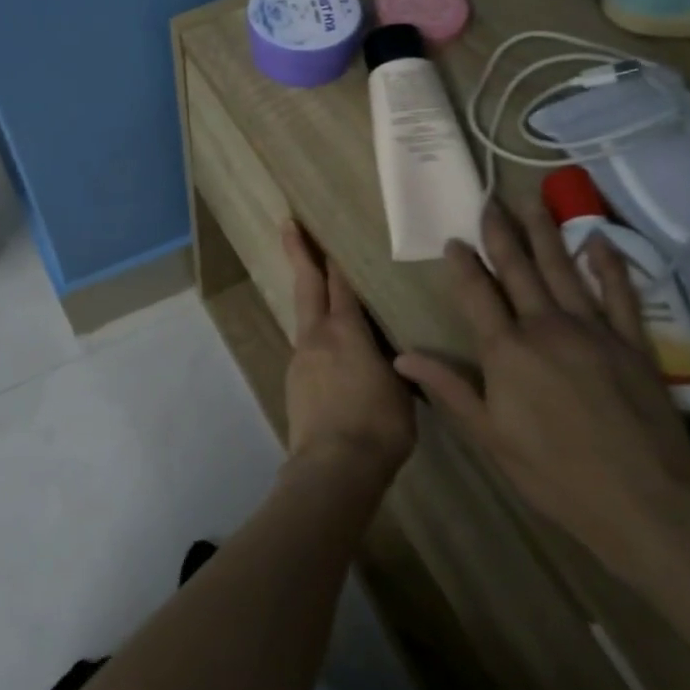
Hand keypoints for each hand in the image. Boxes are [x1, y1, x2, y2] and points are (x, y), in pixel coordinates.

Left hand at [280, 220, 414, 487]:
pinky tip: (327, 351)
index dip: (334, 257)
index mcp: (347, 332)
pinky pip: (306, 347)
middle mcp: (317, 336)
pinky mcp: (294, 381)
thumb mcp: (401, 389)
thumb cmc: (379, 426)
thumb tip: (390, 354)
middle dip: (299, 253)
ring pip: (304, 316)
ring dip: (308, 297)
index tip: (324, 231)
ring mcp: (300, 358)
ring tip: (316, 288)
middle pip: (307, 285)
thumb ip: (393, 362)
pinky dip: (314, 336)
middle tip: (288, 224)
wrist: (333, 466)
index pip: (341, 284)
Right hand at [393, 200, 689, 582]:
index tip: (454, 239)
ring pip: (562, 270)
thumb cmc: (557, 475)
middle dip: (501, 234)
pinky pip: (619, 293)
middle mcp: (545, 328)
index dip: (463, 264)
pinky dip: (608, 264)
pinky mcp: (632, 343)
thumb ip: (448, 388)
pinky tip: (597, 240)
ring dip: (544, 234)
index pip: (476, 294)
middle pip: (519, 270)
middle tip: (489, 202)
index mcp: (506, 351)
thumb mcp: (490, 437)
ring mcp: (592, 331)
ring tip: (531, 202)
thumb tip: (401, 356)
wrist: (650, 505)